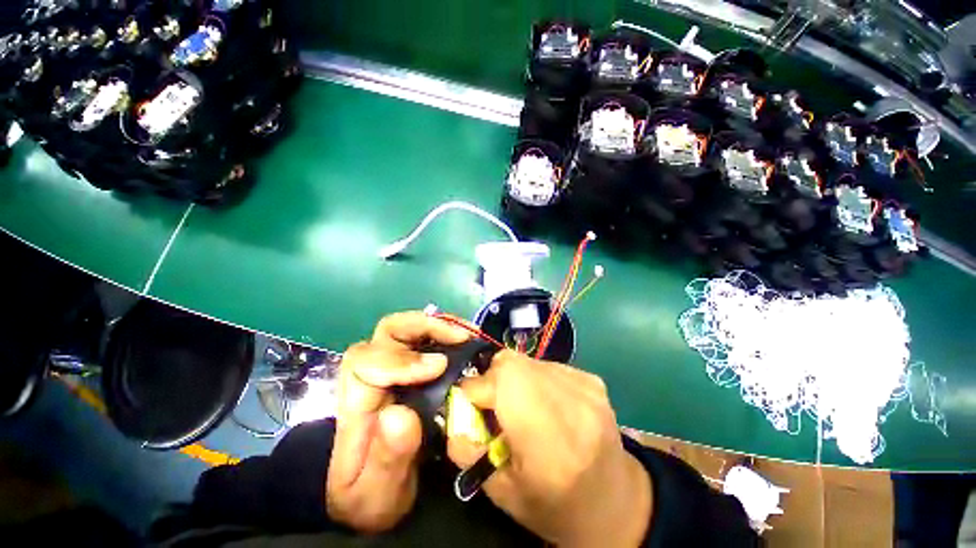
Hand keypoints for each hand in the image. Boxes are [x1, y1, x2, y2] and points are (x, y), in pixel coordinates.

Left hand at [327, 311, 469, 532]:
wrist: (369, 493)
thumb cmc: (371, 493)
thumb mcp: (377, 492)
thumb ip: (387, 457)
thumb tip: (399, 412)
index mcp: (357, 404)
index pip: (367, 363)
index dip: (403, 360)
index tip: (439, 367)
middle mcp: (371, 376)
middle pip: (387, 332)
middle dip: (424, 326)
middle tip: (460, 335)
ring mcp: (389, 367)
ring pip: (404, 328)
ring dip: (436, 325)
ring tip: (465, 333)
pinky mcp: (406, 368)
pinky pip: (420, 338)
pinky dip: (442, 332)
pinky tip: (461, 340)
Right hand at [448, 350, 652, 546]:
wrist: (616, 503)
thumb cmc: (555, 505)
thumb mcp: (501, 492)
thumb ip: (467, 448)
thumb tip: (454, 411)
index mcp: (547, 440)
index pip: (497, 385)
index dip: (474, 391)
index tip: (470, 405)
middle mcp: (571, 403)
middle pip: (511, 362)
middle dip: (492, 378)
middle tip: (494, 404)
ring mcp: (586, 386)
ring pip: (527, 360)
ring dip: (514, 377)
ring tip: (522, 406)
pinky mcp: (592, 379)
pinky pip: (547, 365)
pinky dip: (536, 378)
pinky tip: (546, 404)